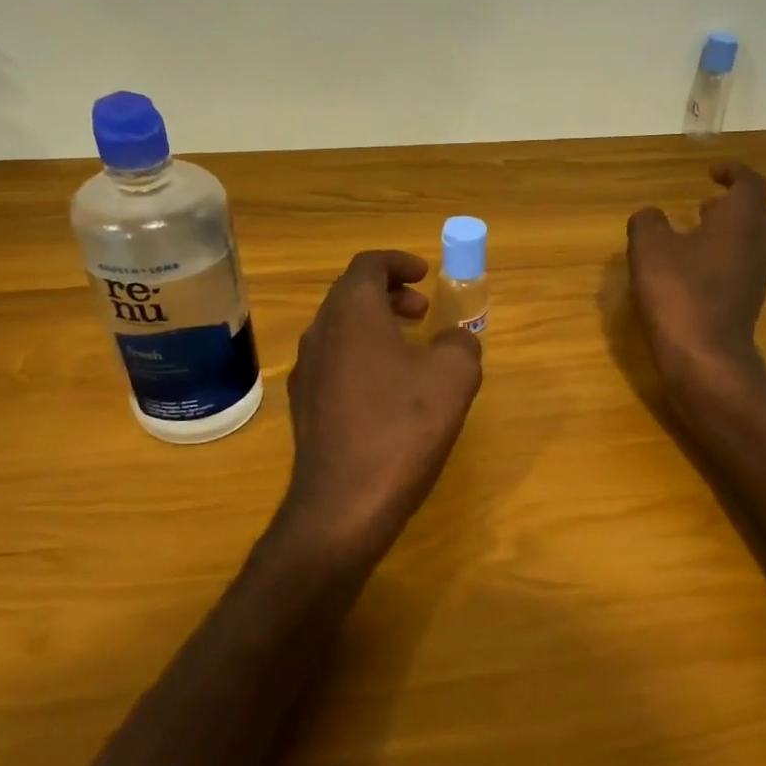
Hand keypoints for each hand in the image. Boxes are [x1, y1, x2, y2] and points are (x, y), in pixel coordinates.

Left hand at [280, 250, 483, 563]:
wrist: (344, 502)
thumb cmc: (402, 428)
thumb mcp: (453, 377)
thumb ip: (460, 343)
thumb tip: (453, 340)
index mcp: (351, 313)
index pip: (368, 265)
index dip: (399, 263)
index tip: (425, 274)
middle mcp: (320, 333)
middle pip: (350, 294)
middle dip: (388, 293)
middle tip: (422, 311)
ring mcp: (306, 371)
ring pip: (340, 329)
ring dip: (375, 325)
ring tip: (410, 349)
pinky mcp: (305, 405)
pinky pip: (334, 361)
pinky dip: (362, 355)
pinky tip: (388, 390)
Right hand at [626, 162, 765, 398]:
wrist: (704, 358)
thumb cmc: (679, 293)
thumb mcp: (649, 249)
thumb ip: (648, 222)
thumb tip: (650, 215)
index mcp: (740, 221)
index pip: (751, 183)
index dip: (733, 172)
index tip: (711, 171)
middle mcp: (757, 245)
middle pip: (758, 214)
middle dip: (735, 204)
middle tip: (706, 204)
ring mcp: (756, 278)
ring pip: (751, 244)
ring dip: (728, 234)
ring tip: (694, 236)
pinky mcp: (746, 305)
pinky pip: (740, 271)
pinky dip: (722, 261)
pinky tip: (692, 273)